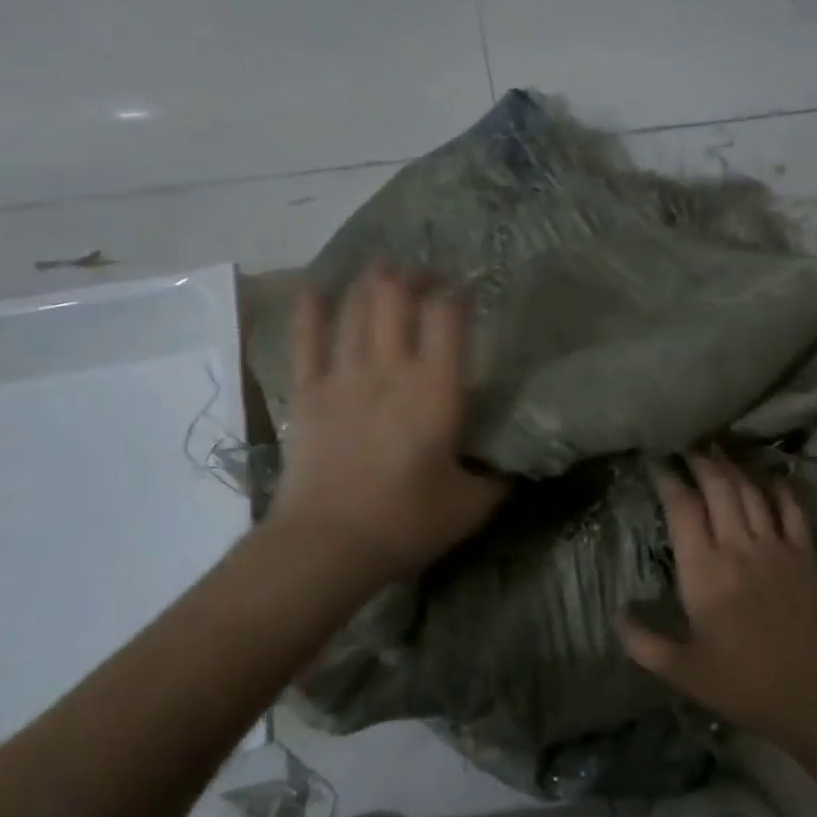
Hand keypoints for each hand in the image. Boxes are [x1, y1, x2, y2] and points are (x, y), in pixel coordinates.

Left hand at [267, 264, 505, 583]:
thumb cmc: (405, 523)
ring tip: (383, 271)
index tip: (467, 290)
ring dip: (371, 282)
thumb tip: (511, 463)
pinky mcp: (307, 392)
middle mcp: (389, 368)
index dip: (458, 292)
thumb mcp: (471, 505)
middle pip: (396, 296)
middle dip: (413, 277)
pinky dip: (311, 309)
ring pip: (355, 308)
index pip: (448, 316)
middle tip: (426, 279)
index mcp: (435, 389)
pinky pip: (306, 338)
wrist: (327, 545)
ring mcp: (342, 376)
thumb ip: (496, 477)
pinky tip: (317, 289)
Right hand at [619, 451, 816, 738]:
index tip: (657, 462)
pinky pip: (792, 509)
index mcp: (704, 571)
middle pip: (719, 487)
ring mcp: (775, 547)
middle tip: (687, 444)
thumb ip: (643, 643)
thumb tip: (617, 614)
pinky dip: (780, 488)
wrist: (816, 694)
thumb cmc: (744, 683)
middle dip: (701, 460)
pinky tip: (771, 476)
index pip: (682, 508)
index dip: (669, 480)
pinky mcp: (805, 554)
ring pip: (751, 491)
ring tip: (718, 449)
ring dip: (733, 467)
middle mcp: (738, 547)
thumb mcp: (683, 671)